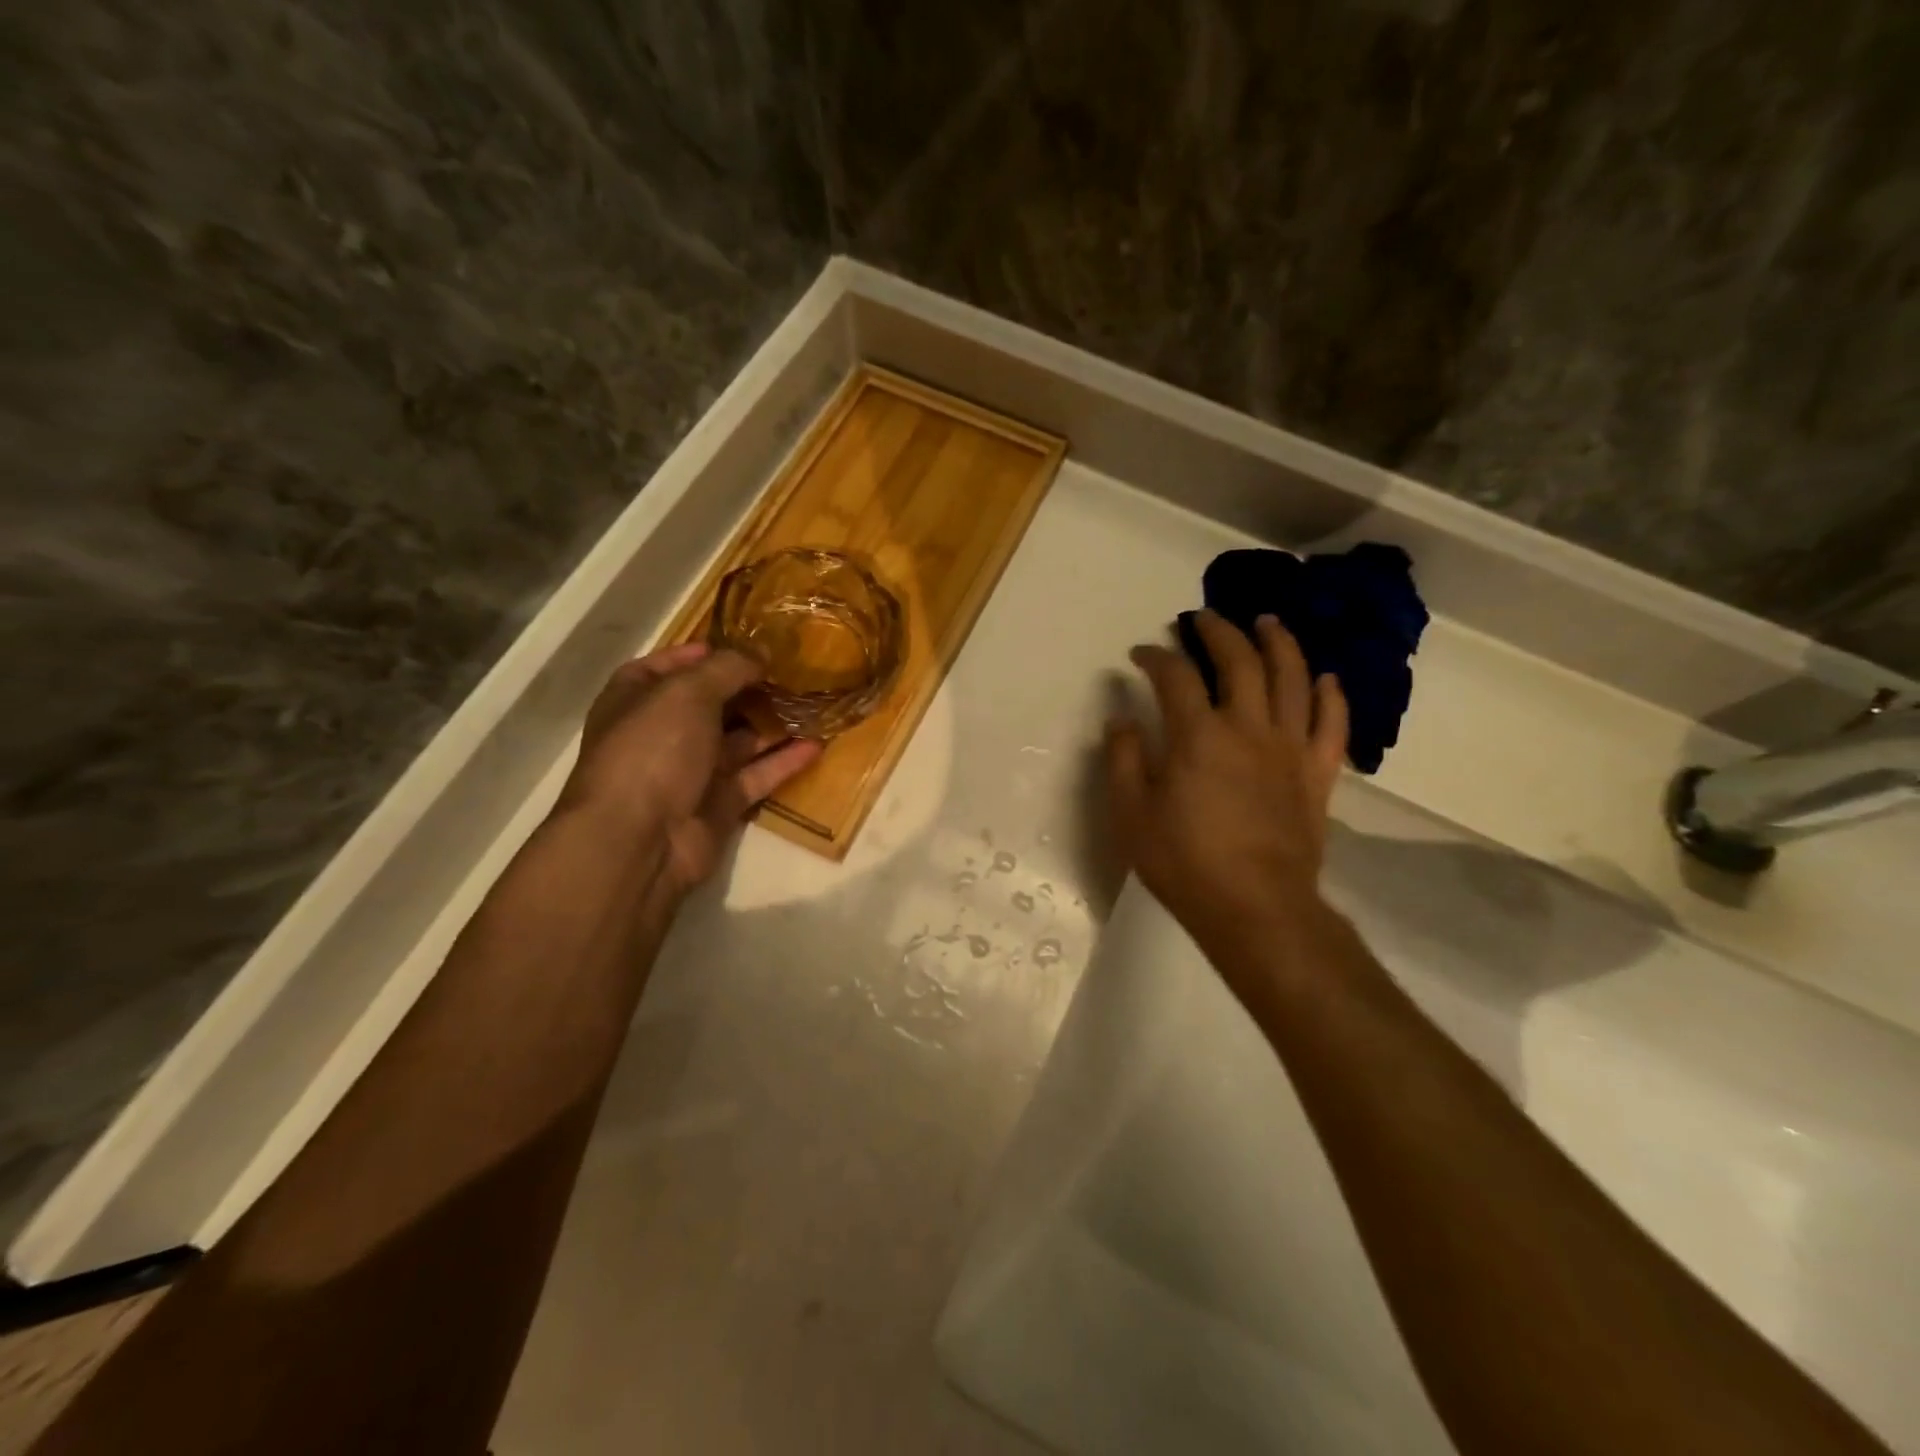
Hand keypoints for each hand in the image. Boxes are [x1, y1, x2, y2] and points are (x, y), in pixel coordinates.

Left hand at [561, 643, 820, 895]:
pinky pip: (756, 775)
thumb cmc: (653, 750)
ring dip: (773, 723)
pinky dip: (784, 761)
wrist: (639, 841)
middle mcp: (662, 733)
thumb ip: (727, 667)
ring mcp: (691, 771)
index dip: (702, 653)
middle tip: (793, 672)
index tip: (746, 645)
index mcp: (636, 699)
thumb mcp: (687, 693)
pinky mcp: (719, 803)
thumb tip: (761, 653)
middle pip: (710, 703)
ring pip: (739, 740)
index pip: (667, 666)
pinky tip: (817, 744)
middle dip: (749, 687)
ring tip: (813, 703)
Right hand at [1105, 610, 1348, 969]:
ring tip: (1267, 622)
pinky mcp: (1317, 774)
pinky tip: (1325, 678)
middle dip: (1218, 632)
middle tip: (1204, 618)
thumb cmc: (1185, 862)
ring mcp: (1289, 748)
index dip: (1156, 657)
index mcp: (1198, 736)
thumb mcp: (1131, 815)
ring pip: (1292, 679)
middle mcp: (1247, 728)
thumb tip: (1121, 720)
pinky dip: (1331, 697)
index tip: (1141, 653)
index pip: (1175, 677)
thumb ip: (1124, 761)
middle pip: (1239, 662)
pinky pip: (1332, 725)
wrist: (1256, 907)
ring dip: (1279, 644)